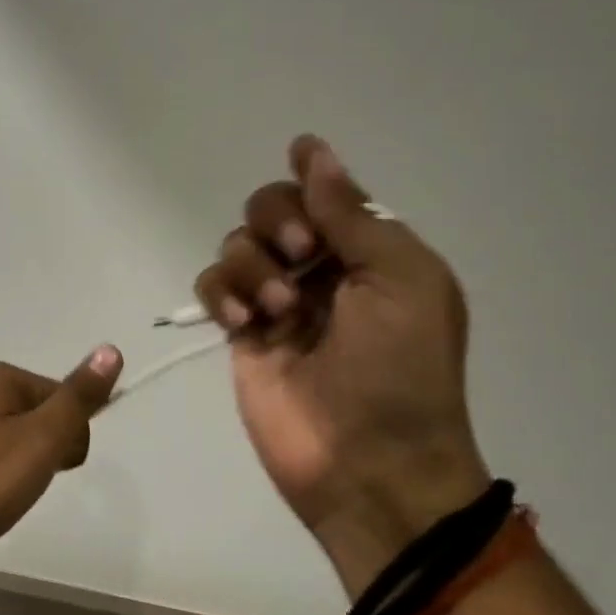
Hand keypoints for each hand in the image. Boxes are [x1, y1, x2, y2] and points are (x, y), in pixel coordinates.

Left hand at [0, 346, 123, 557]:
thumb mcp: (43, 436)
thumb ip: (79, 396)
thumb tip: (111, 349)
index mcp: (0, 376)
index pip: (65, 398)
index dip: (71, 435)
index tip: (55, 465)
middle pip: (44, 415)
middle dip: (50, 449)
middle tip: (29, 479)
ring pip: (23, 436)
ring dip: (29, 464)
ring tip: (10, 490)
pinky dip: (6, 472)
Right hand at [195, 136, 489, 592]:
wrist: (370, 465)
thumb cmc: (401, 370)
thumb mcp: (400, 280)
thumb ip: (351, 213)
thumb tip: (312, 149)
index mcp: (371, 252)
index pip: (326, 193)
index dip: (312, 183)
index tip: (300, 167)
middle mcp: (322, 269)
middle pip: (272, 208)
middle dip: (278, 221)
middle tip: (301, 257)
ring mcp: (277, 302)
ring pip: (238, 244)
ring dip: (253, 266)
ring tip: (278, 312)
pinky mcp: (242, 335)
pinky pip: (213, 286)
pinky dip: (221, 293)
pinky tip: (242, 322)